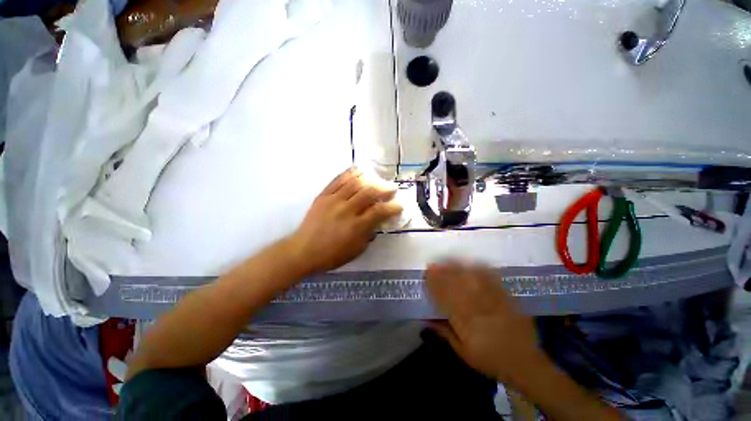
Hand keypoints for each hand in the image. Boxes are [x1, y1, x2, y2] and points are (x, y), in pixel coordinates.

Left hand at [287, 168, 402, 274]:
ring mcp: (334, 200)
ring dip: (369, 179)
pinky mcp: (323, 196)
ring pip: (355, 183)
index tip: (399, 206)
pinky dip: (350, 173)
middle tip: (392, 188)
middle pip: (369, 192)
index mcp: (356, 226)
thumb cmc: (332, 255)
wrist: (303, 250)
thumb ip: (369, 233)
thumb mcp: (357, 249)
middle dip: (384, 188)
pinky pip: (338, 180)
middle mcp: (347, 210)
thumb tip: (378, 220)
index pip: (379, 211)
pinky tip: (358, 171)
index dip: (392, 207)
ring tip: (377, 178)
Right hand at [425, 262, 543, 384]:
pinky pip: (493, 280)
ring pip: (473, 280)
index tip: (426, 276)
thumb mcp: (463, 351)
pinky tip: (474, 263)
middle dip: (443, 272)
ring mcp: (494, 301)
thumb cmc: (490, 359)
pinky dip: (482, 269)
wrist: (525, 363)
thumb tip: (425, 319)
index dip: (434, 285)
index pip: (445, 298)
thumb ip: (444, 332)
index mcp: (466, 323)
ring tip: (448, 260)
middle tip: (433, 264)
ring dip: (459, 268)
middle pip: (458, 285)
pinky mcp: (507, 298)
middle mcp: (479, 309)